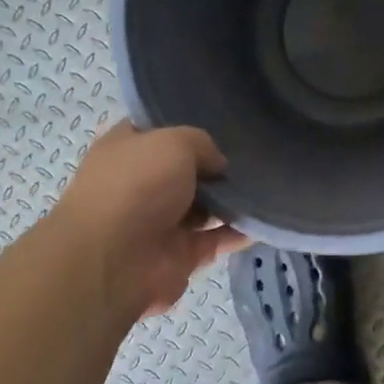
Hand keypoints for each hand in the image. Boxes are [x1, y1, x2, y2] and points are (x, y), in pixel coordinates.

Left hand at [50, 122, 248, 319]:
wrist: (113, 261)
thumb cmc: (136, 186)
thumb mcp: (174, 143)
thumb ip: (203, 144)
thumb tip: (218, 166)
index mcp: (126, 150)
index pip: (158, 130)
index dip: (187, 124)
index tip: (224, 121)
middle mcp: (141, 184)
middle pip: (185, 170)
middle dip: (216, 165)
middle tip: (256, 154)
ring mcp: (159, 222)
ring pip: (203, 207)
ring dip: (231, 200)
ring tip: (270, 183)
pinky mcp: (179, 255)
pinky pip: (216, 239)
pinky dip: (239, 232)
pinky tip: (267, 219)